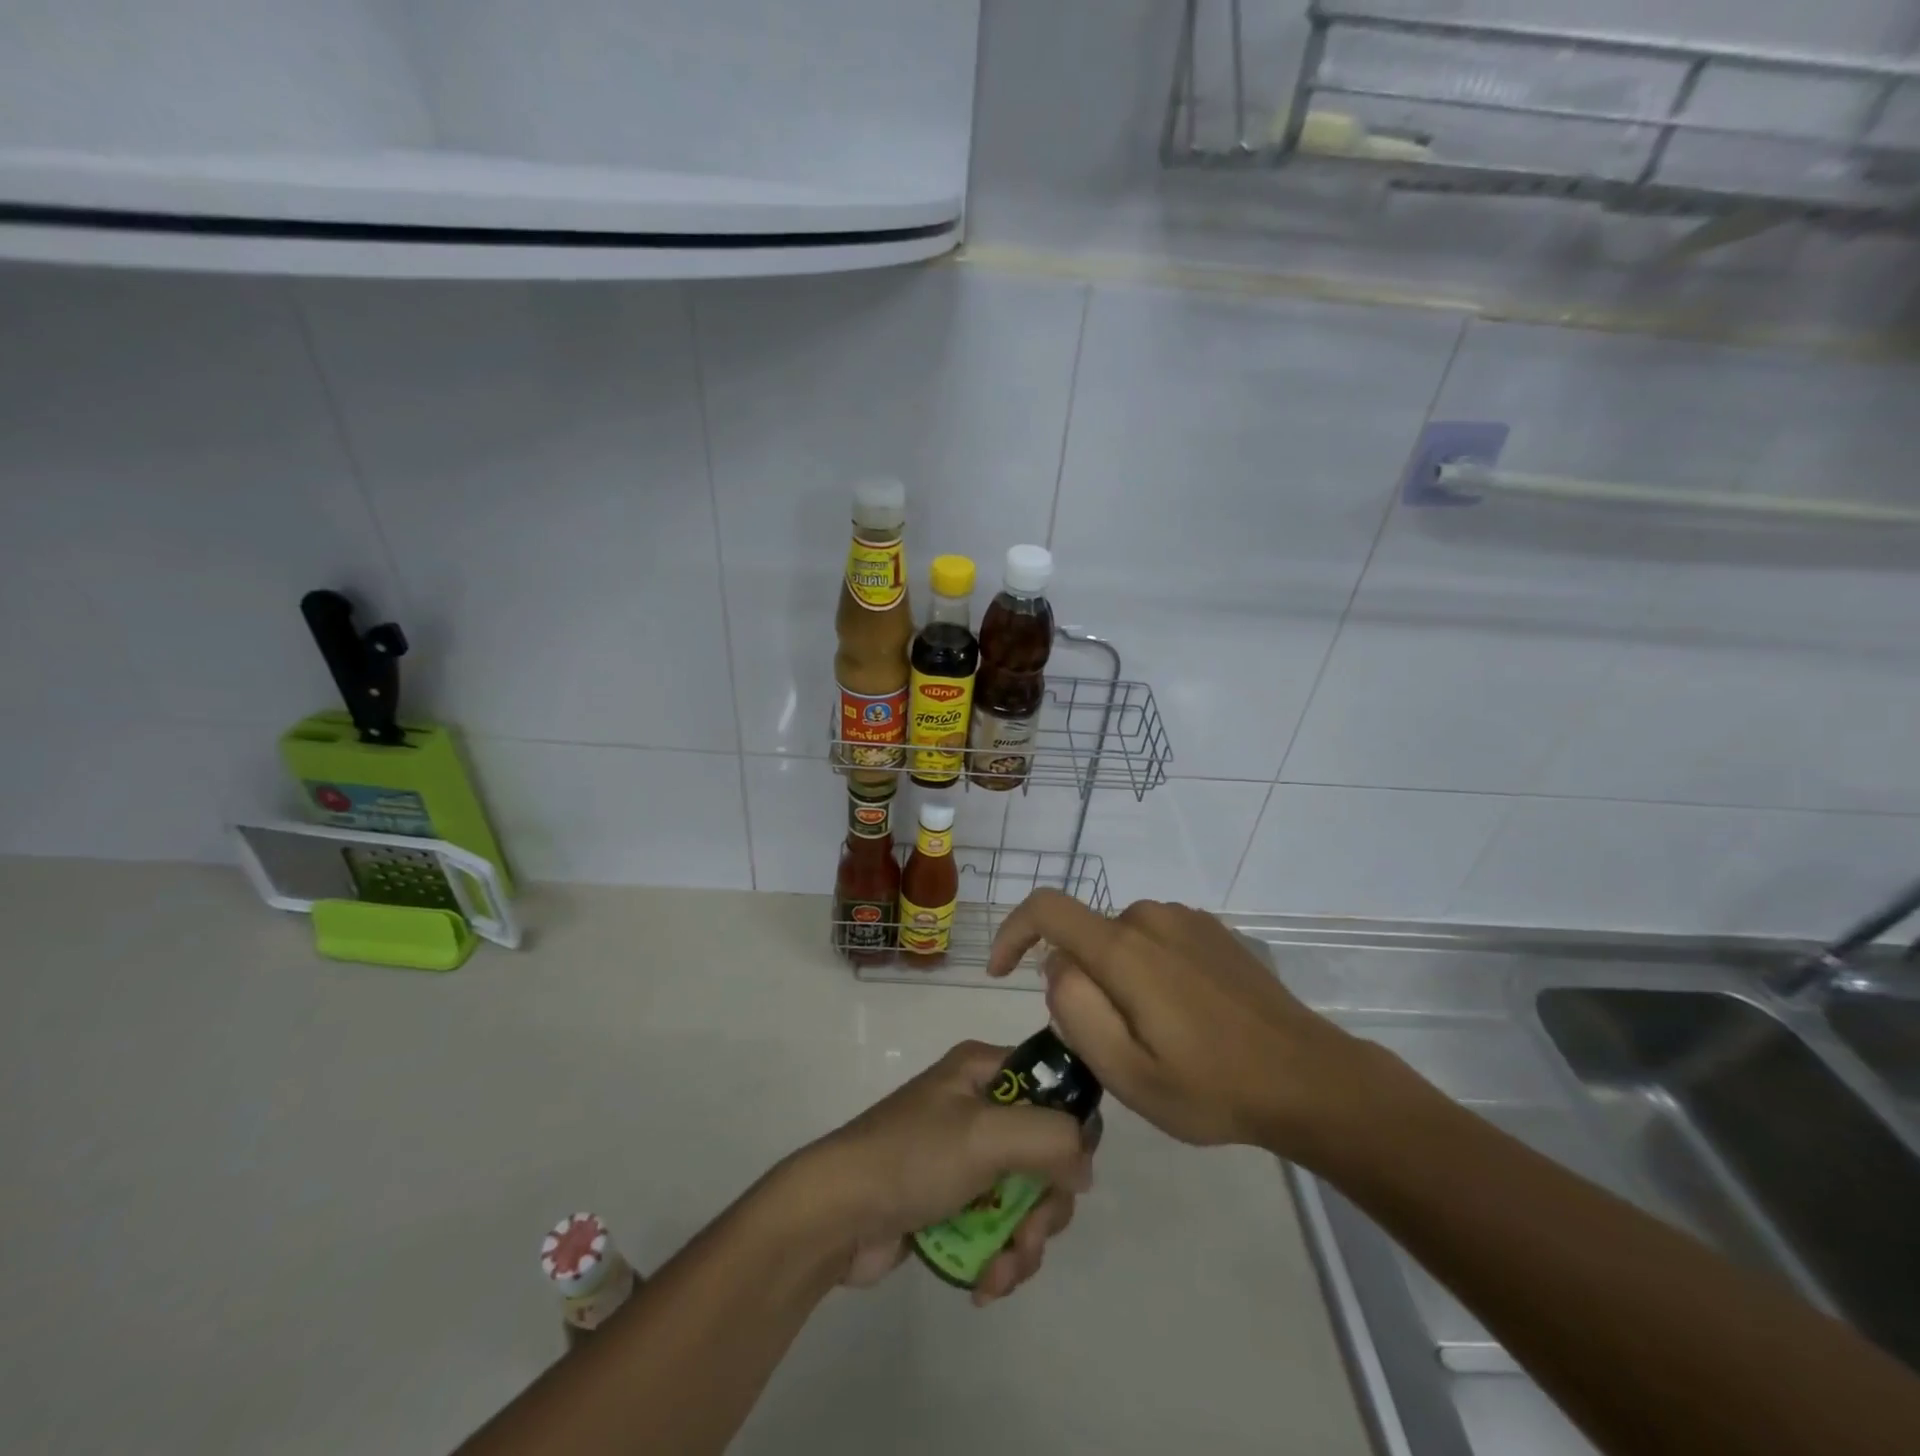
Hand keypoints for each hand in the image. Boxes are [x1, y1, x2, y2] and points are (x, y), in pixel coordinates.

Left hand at [788, 1041, 1093, 1305]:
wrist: (835, 1215)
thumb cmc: (912, 1157)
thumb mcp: (986, 1134)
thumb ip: (1051, 1138)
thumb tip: (1084, 1165)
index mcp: (985, 1070)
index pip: (1054, 1087)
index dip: (1071, 1133)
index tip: (1069, 1175)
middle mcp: (979, 1105)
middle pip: (1047, 1153)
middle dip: (1045, 1207)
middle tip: (1028, 1236)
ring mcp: (965, 1156)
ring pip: (1026, 1198)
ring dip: (1022, 1244)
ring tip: (997, 1274)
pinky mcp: (951, 1201)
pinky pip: (998, 1227)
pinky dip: (999, 1258)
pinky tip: (982, 1284)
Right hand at [988, 891, 1395, 1160]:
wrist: (1310, 1079)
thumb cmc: (1213, 1087)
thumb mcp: (1128, 1073)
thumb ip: (1076, 1011)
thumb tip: (1057, 967)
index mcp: (1125, 949)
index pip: (1046, 908)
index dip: (1012, 931)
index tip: (1001, 973)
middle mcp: (1150, 917)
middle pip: (1086, 937)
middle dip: (1080, 982)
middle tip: (1112, 1045)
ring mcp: (1186, 919)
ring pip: (1120, 941)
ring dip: (1117, 979)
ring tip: (1154, 1037)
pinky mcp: (1213, 930)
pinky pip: (1155, 940)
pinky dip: (1147, 970)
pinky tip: (1184, 1017)